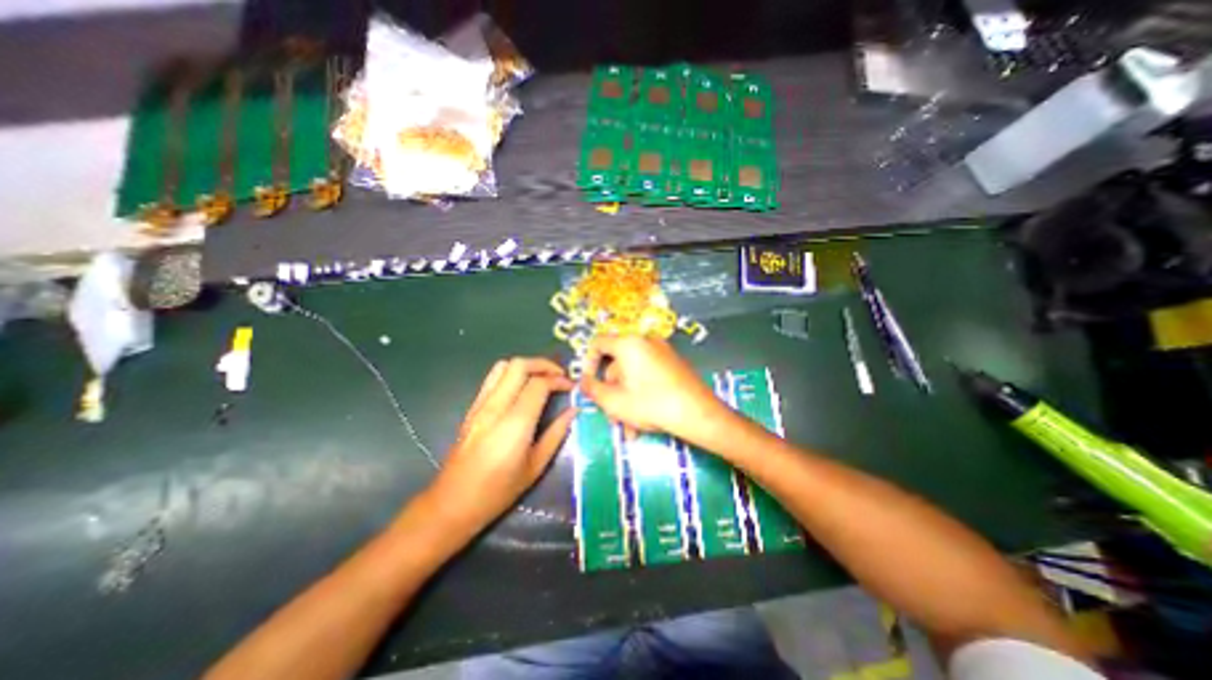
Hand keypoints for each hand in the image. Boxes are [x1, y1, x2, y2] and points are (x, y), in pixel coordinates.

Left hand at [425, 355, 577, 531]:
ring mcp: (480, 405)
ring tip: (542, 378)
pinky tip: (522, 389)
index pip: (539, 384)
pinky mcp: (472, 407)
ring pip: (503, 366)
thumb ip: (557, 434)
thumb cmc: (498, 491)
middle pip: (520, 365)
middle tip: (559, 376)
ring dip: (527, 366)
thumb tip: (574, 411)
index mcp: (515, 423)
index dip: (559, 380)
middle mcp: (496, 407)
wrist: (452, 503)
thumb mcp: (536, 466)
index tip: (571, 387)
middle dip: (544, 364)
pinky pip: (492, 378)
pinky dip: (512, 374)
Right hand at [582, 335, 733, 444]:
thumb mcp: (613, 401)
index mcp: (629, 343)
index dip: (587, 362)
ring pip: (633, 373)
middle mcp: (645, 341)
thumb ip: (592, 389)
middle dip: (611, 390)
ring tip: (629, 426)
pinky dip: (641, 393)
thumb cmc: (651, 404)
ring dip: (626, 398)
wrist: (698, 413)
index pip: (598, 343)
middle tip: (611, 414)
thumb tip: (583, 381)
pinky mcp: (673, 364)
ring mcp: (662, 352)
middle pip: (617, 363)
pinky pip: (648, 375)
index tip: (589, 383)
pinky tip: (643, 420)